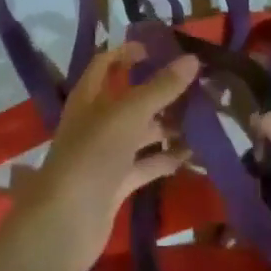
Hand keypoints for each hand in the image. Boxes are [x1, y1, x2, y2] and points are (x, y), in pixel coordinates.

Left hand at [8, 42, 198, 270]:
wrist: (66, 221)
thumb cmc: (93, 154)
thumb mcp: (129, 113)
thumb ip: (161, 87)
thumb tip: (192, 59)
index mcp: (89, 95)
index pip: (107, 63)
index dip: (129, 52)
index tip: (160, 49)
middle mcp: (95, 120)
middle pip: (129, 98)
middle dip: (159, 91)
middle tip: (196, 85)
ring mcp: (105, 153)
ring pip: (140, 132)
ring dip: (167, 125)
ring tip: (203, 118)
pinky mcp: (115, 183)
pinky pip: (145, 164)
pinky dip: (165, 158)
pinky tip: (193, 154)